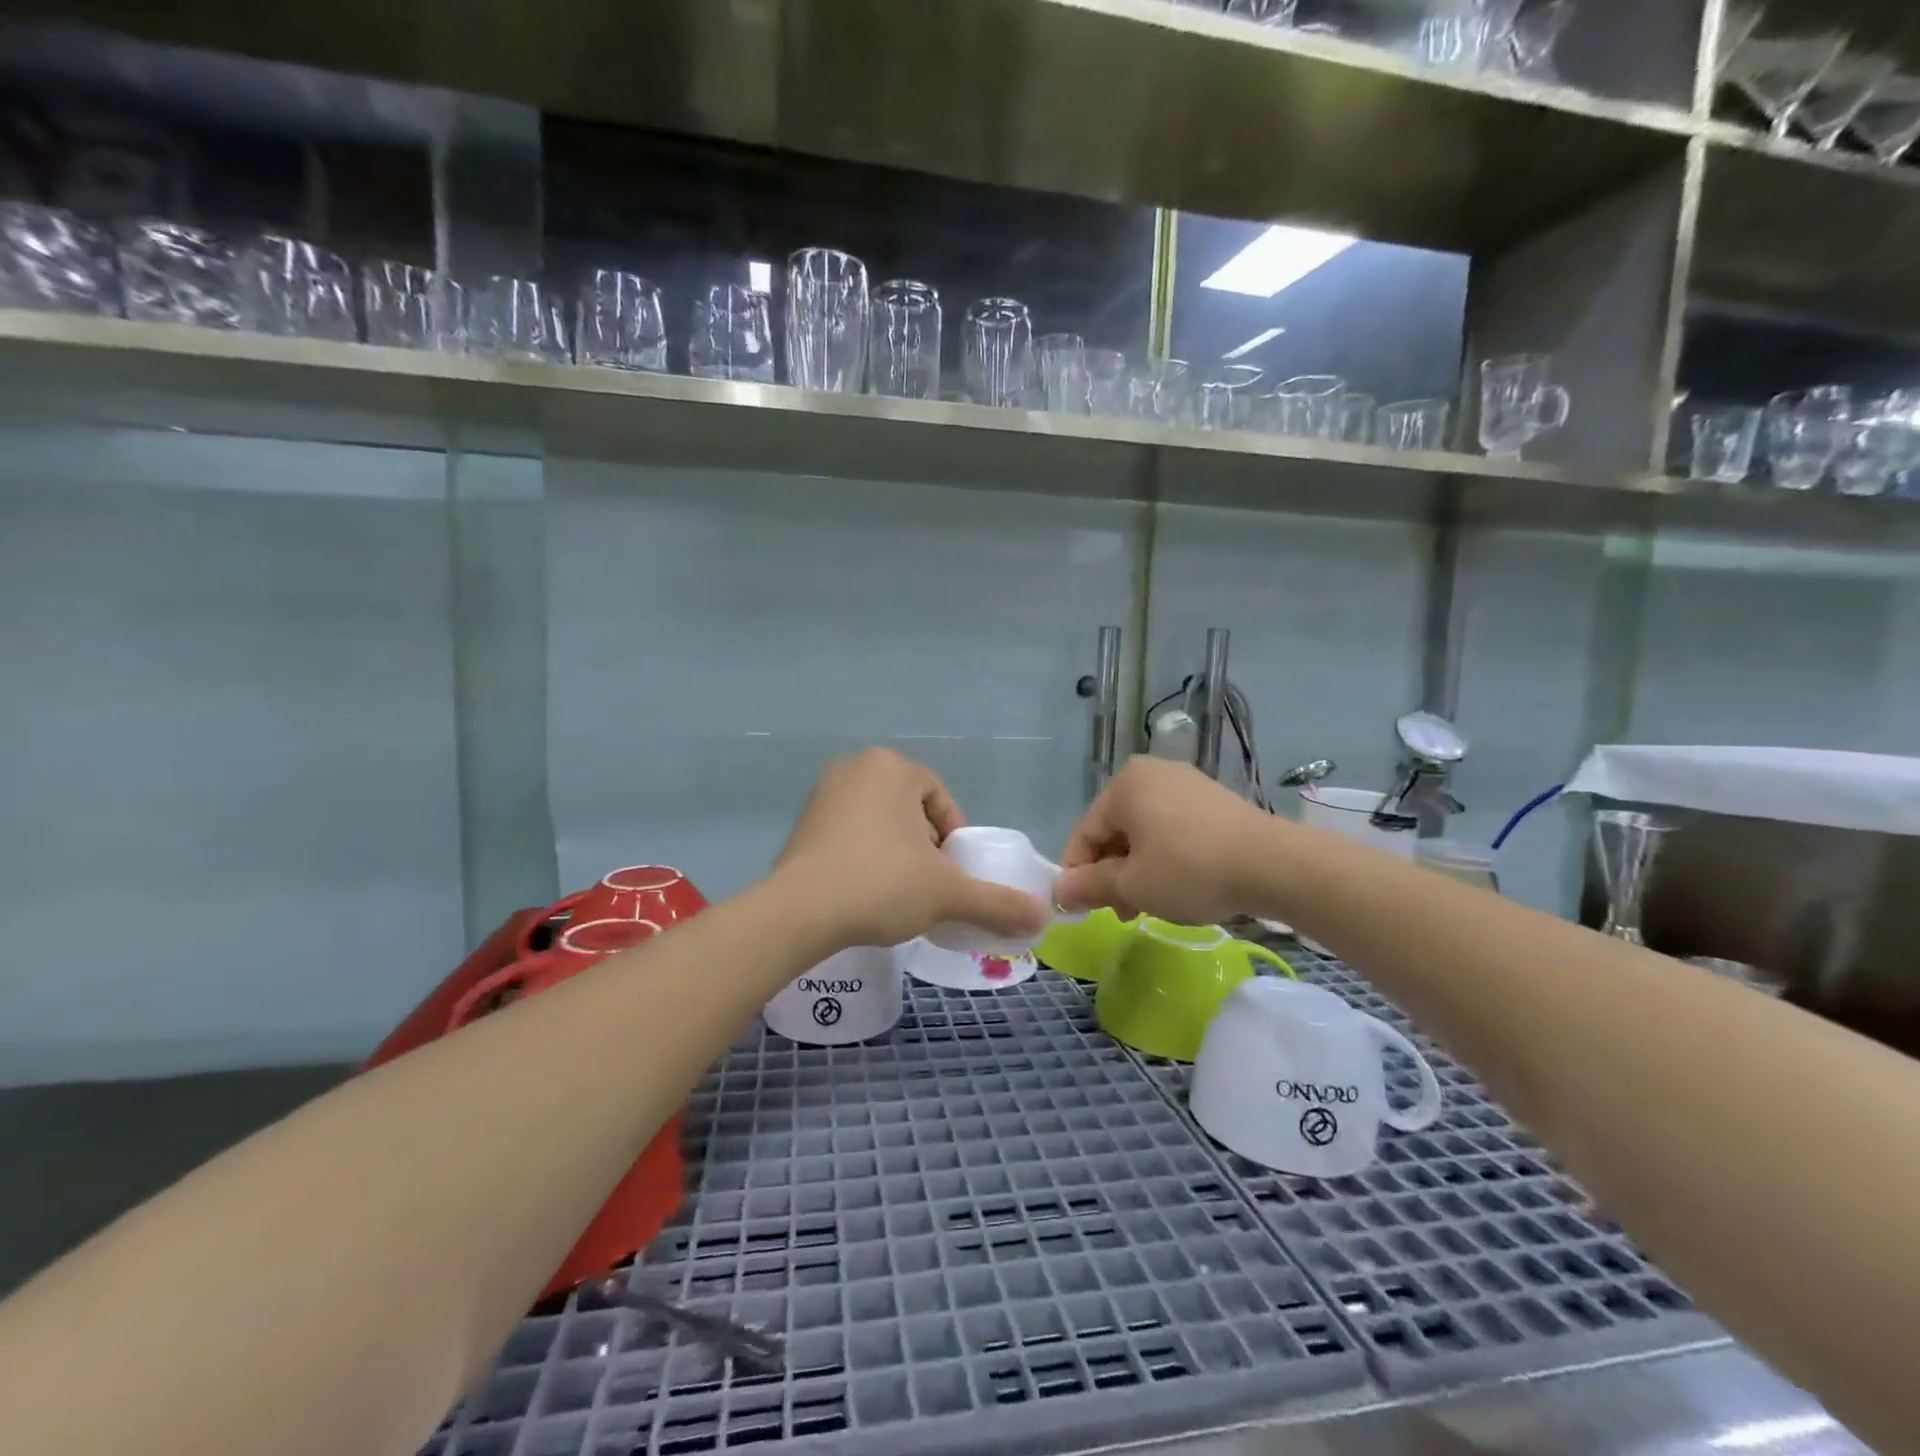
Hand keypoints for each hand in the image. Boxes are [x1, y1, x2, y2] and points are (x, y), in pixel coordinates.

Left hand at [776, 748, 1048, 949]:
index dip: (954, 839)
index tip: (952, 876)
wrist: (800, 912)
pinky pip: (848, 834)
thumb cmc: (882, 885)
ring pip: (879, 822)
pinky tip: (863, 892)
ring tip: (897, 893)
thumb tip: (1041, 917)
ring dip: (895, 853)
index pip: (940, 800)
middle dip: (924, 846)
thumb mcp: (947, 894)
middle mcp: (855, 768)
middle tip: (927, 886)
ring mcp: (822, 794)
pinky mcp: (801, 823)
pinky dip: (863, 857)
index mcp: (893, 768)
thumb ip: (996, 902)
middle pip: (910, 809)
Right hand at [1055, 757, 1270, 923]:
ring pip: (1145, 832)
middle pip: (1115, 830)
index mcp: (1124, 785)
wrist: (1274, 865)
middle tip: (1120, 911)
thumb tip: (1058, 891)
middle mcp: (1152, 773)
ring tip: (1149, 905)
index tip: (1079, 908)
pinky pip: (1173, 828)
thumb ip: (1090, 885)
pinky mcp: (1214, 799)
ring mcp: (1187, 783)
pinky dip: (1165, 856)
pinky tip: (1178, 885)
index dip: (1077, 873)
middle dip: (1111, 873)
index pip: (1085, 832)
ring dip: (1138, 869)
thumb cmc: (1189, 870)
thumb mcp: (1133, 885)